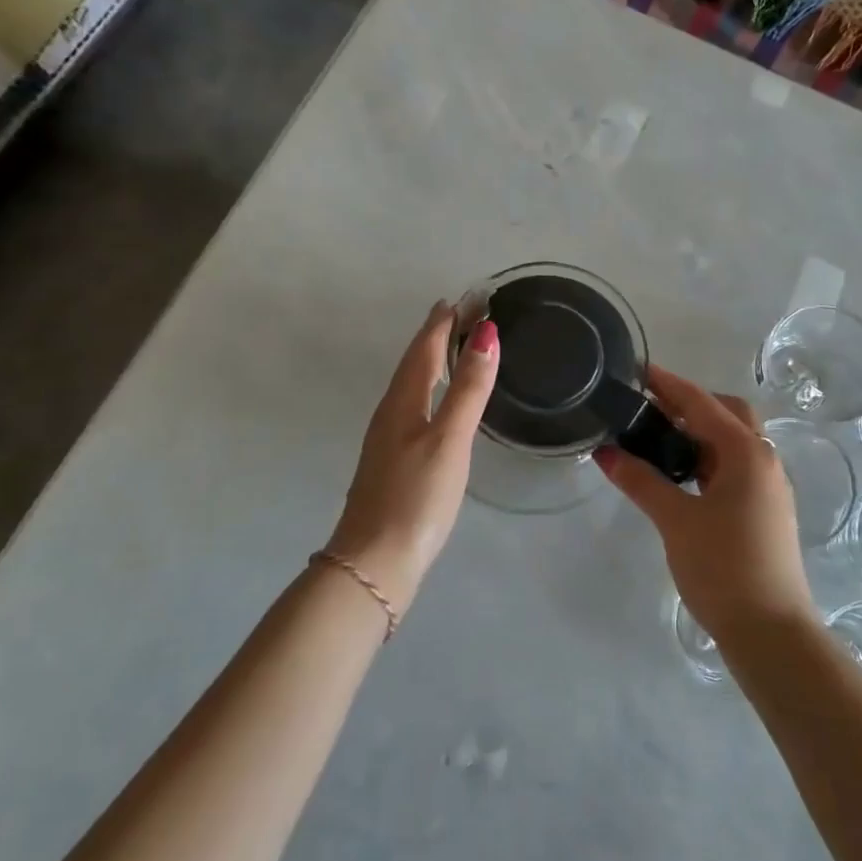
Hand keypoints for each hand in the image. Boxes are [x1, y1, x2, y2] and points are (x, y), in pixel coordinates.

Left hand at [324, 302, 498, 612]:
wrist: (375, 562)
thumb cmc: (416, 497)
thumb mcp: (449, 439)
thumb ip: (468, 388)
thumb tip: (486, 334)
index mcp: (403, 402)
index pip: (424, 348)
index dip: (443, 321)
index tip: (465, 298)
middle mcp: (391, 413)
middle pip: (414, 363)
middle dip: (437, 335)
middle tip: (462, 313)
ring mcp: (388, 439)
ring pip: (412, 386)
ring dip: (432, 361)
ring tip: (453, 347)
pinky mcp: (393, 462)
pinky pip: (413, 408)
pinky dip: (430, 390)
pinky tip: (438, 404)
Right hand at [594, 366, 811, 642]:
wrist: (770, 632)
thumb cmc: (724, 568)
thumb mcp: (676, 521)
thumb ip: (641, 481)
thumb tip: (606, 452)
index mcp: (747, 453)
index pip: (702, 404)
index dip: (668, 385)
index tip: (638, 371)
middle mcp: (764, 461)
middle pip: (728, 414)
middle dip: (691, 404)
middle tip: (649, 408)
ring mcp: (768, 487)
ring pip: (733, 442)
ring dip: (699, 433)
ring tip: (657, 438)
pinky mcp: (764, 510)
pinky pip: (734, 467)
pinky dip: (707, 459)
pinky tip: (680, 475)